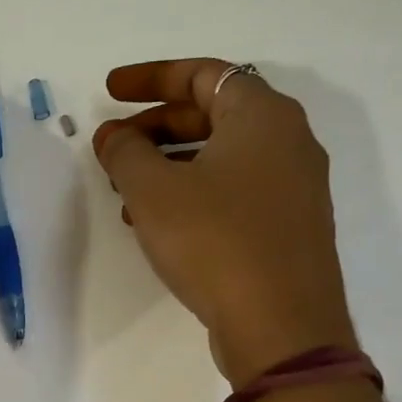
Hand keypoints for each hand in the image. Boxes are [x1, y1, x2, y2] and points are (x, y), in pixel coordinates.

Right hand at [93, 59, 355, 387]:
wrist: (281, 327)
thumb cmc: (214, 241)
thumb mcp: (153, 190)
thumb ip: (125, 151)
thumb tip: (114, 135)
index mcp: (262, 116)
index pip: (203, 74)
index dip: (150, 78)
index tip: (108, 92)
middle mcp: (288, 142)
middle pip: (212, 114)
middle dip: (154, 126)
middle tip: (112, 146)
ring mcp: (293, 187)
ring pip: (219, 156)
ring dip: (167, 162)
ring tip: (124, 190)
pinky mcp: (287, 226)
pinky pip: (232, 190)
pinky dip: (191, 192)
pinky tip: (155, 222)